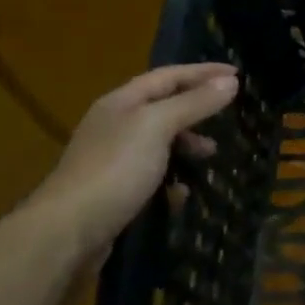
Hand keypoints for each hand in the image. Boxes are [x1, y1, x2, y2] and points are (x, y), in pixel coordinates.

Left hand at [30, 63, 239, 253]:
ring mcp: (113, 159)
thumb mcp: (158, 127)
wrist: (66, 232)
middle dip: (197, 109)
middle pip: (164, 107)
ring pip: (160, 142)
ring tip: (210, 155)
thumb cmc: (115, 169)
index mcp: (122, 102)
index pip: (169, 76)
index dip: (203, 72)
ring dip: (187, 145)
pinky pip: (152, 175)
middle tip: (228, 116)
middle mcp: (115, 125)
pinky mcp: (114, 192)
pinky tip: (182, 192)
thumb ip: (194, 103)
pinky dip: (172, 178)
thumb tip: (230, 82)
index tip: (238, 74)